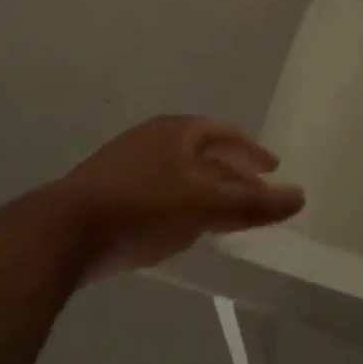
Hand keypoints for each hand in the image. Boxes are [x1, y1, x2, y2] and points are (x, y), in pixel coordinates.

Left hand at [62, 116, 304, 279]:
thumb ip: (253, 204)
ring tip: (222, 210)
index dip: (252, 152)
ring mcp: (127, 162)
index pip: (227, 134)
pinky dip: (180, 201)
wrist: (62, 233)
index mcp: (180, 130)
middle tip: (253, 190)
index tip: (272, 169)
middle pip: (204, 150)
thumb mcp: (206, 206)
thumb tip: (300, 196)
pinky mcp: (107, 190)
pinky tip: (181, 226)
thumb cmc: (143, 206)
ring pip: (180, 170)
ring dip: (205, 186)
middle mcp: (154, 137)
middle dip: (231, 170)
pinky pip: (158, 189)